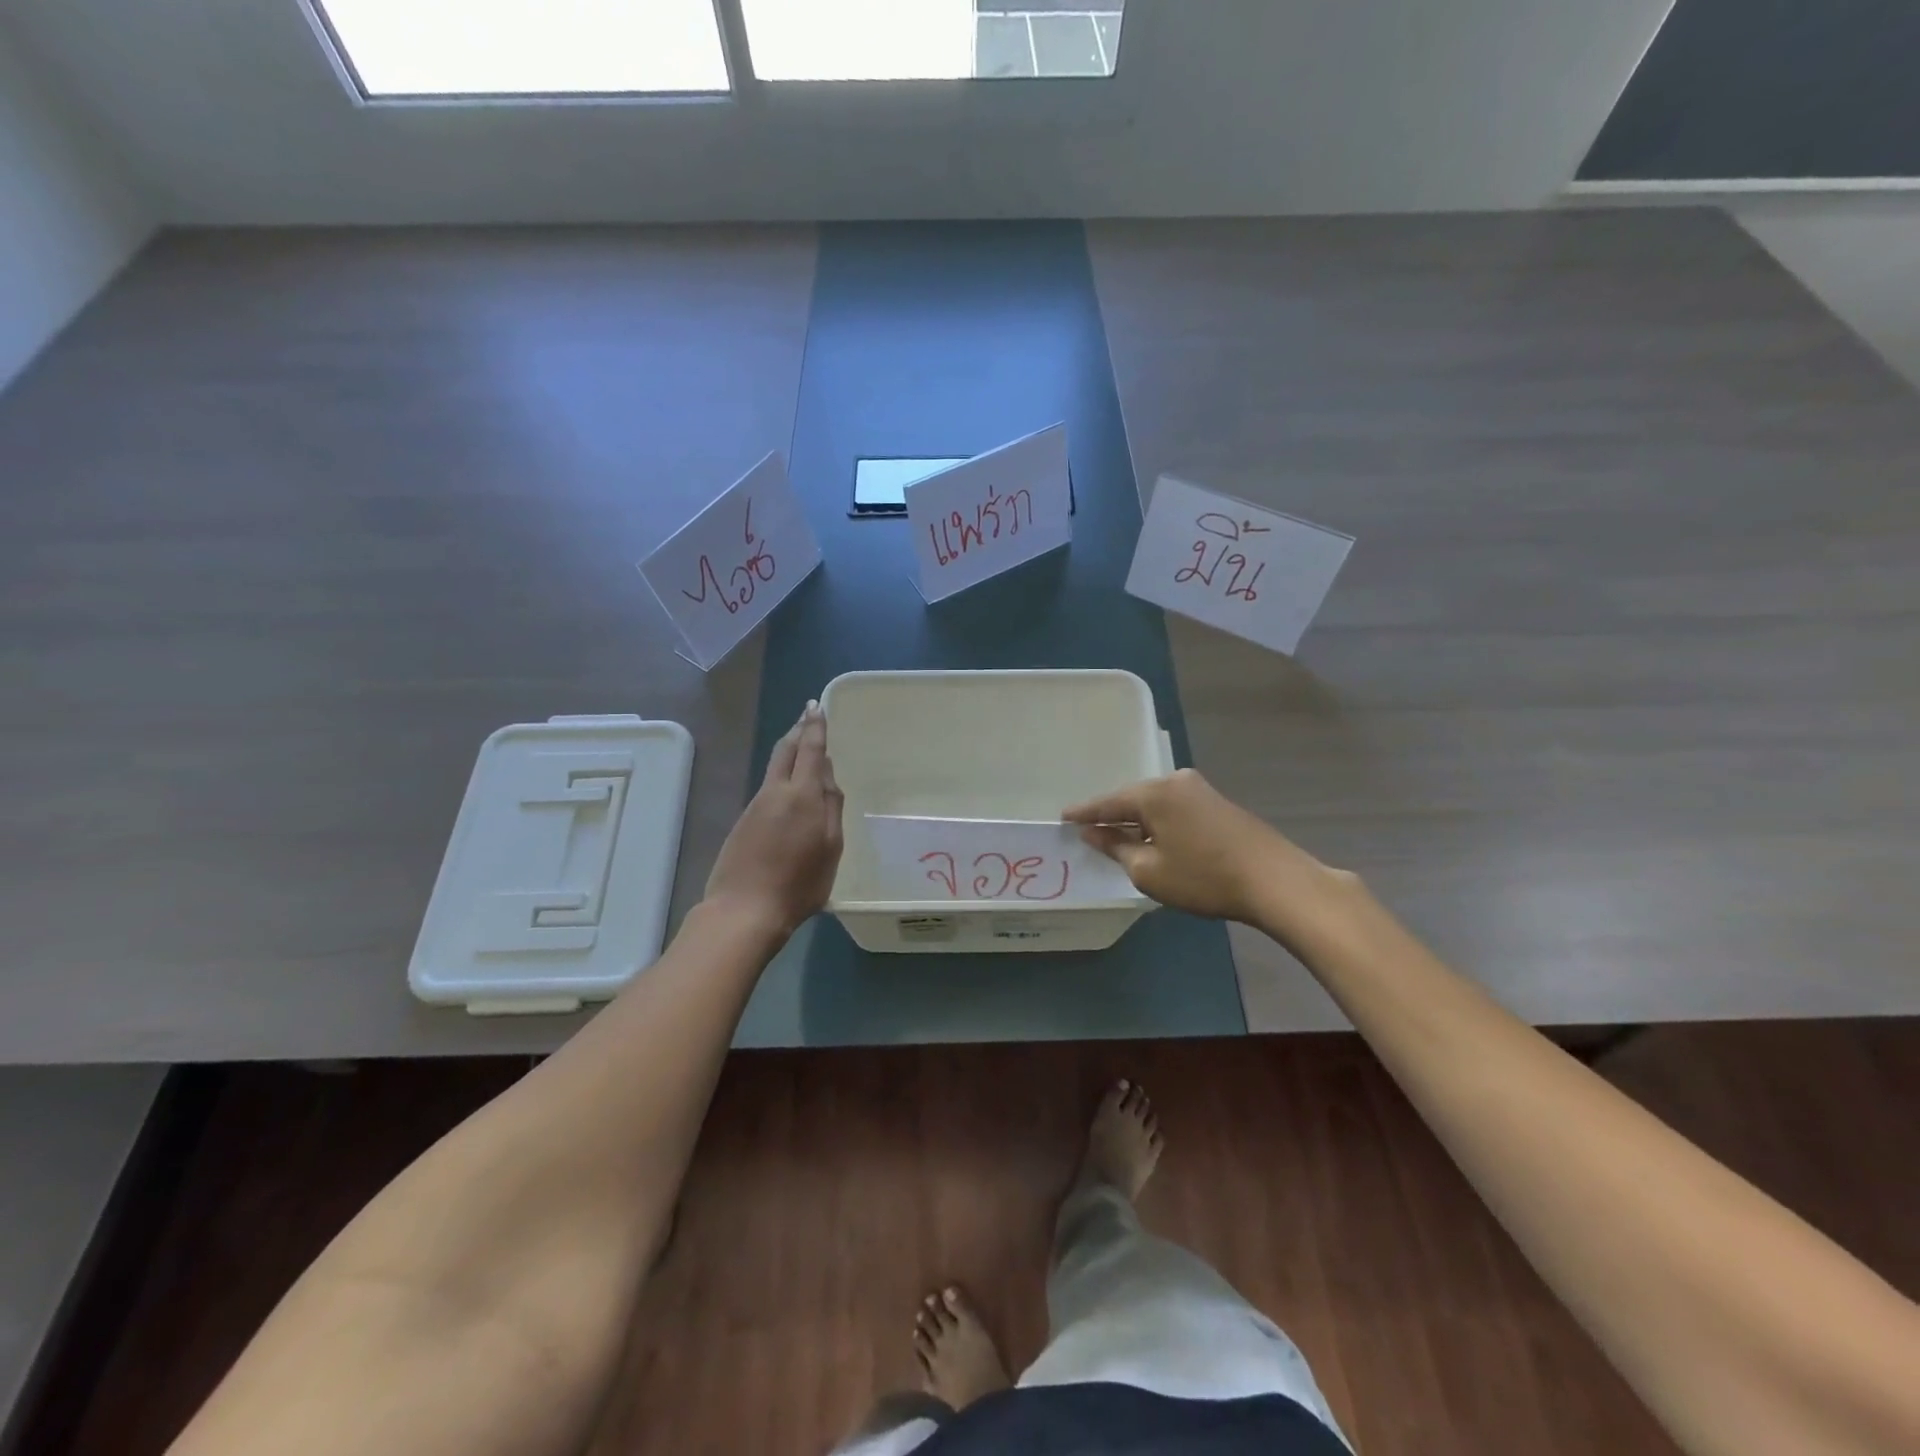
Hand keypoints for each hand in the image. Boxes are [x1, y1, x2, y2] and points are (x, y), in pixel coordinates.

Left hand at [704, 701, 844, 935]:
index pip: (811, 750)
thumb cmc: (798, 884)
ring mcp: (757, 805)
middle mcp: (777, 792)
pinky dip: (781, 774)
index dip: (815, 727)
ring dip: (789, 750)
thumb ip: (832, 809)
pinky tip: (787, 785)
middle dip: (798, 730)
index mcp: (804, 795)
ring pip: (775, 767)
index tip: (816, 706)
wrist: (744, 910)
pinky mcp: (745, 820)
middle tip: (808, 716)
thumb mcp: (831, 849)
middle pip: (786, 750)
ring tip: (801, 744)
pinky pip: (768, 786)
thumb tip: (828, 777)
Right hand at [1063, 768, 1350, 929]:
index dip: (1084, 813)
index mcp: (1154, 793)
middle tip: (1088, 829)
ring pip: (1155, 803)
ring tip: (1117, 836)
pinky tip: (1154, 837)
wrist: (1275, 880)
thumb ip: (1116, 847)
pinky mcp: (1218, 803)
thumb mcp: (1149, 870)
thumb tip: (1093, 833)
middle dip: (1112, 815)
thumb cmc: (1204, 877)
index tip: (1063, 817)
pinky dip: (1159, 821)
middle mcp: (1175, 781)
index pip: (1108, 802)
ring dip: (1137, 820)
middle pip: (1132, 798)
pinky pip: (1174, 808)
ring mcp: (1200, 789)